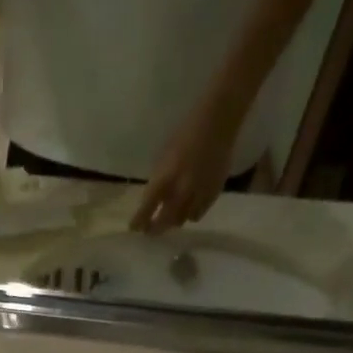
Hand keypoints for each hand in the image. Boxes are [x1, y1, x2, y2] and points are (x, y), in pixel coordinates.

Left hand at [130, 97, 241, 234]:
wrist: (218, 122)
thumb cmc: (185, 133)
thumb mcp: (164, 157)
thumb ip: (159, 180)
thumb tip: (153, 200)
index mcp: (165, 178)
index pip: (147, 208)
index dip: (139, 221)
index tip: (134, 228)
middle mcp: (181, 191)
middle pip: (165, 221)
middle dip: (155, 228)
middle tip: (149, 231)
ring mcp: (199, 194)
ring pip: (182, 220)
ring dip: (173, 220)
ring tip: (170, 217)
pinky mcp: (213, 193)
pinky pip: (198, 213)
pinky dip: (191, 214)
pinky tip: (188, 209)